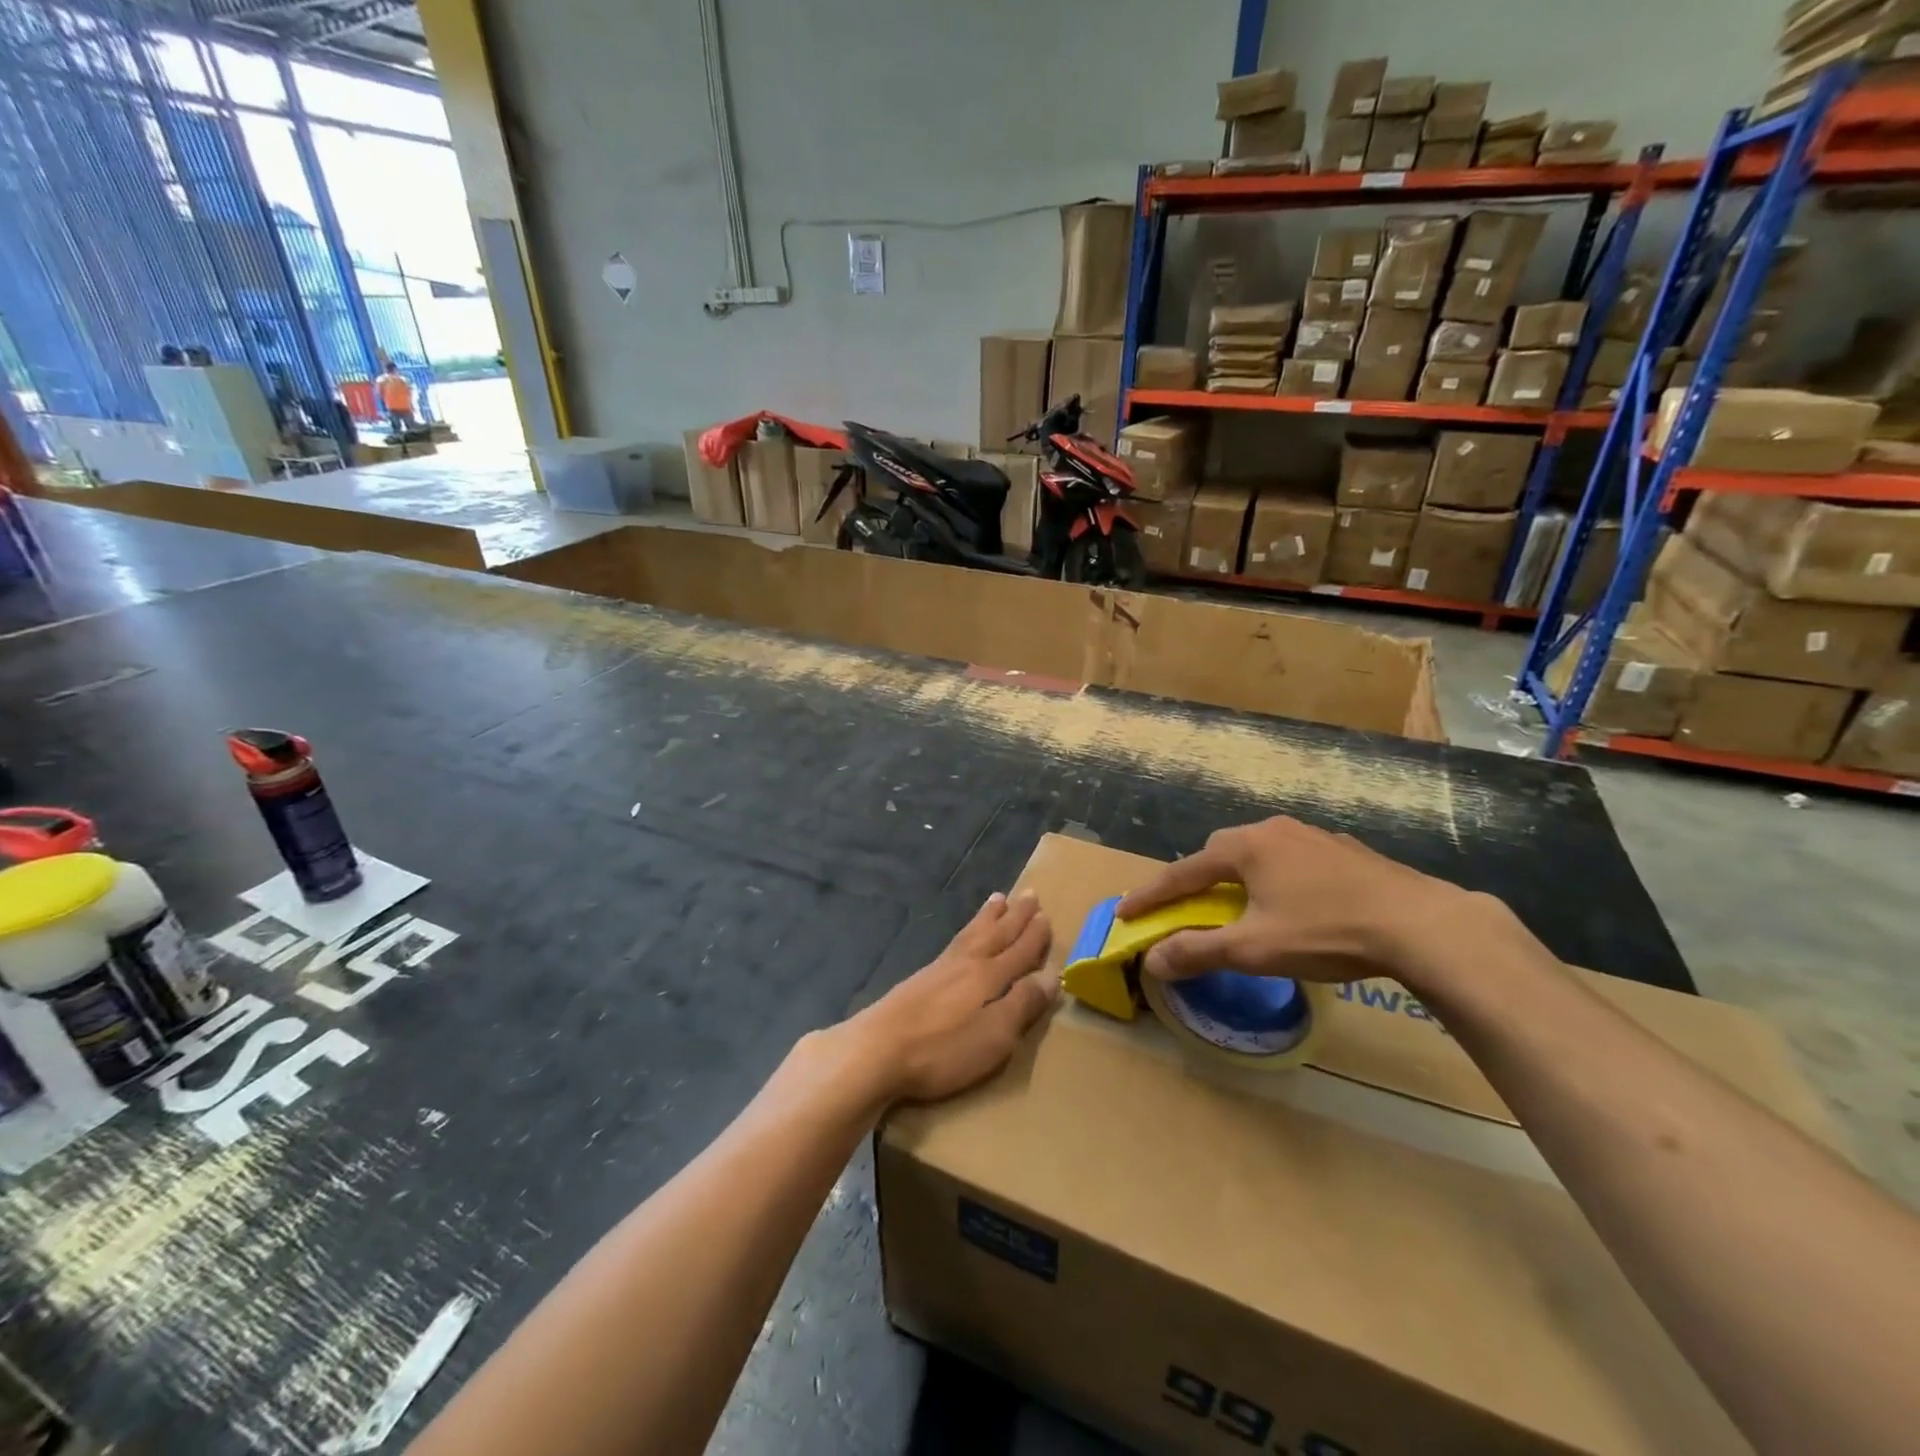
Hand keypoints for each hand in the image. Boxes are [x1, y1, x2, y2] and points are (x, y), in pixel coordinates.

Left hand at [841, 890, 1056, 1105]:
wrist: (878, 1049)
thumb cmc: (944, 1048)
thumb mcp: (995, 1035)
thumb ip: (1023, 1003)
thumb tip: (1051, 974)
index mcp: (990, 976)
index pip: (1020, 952)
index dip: (1035, 937)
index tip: (1047, 916)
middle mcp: (968, 963)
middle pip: (997, 934)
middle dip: (1016, 916)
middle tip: (1030, 894)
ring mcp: (941, 968)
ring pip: (972, 933)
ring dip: (989, 917)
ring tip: (999, 899)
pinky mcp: (921, 978)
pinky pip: (954, 941)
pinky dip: (966, 931)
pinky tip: (963, 937)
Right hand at [1116, 816, 1484, 986]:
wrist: (1423, 925)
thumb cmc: (1326, 931)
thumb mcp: (1254, 949)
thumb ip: (1198, 952)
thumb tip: (1152, 960)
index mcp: (1246, 847)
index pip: (1183, 871)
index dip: (1152, 895)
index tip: (1126, 913)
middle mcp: (1275, 830)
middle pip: (1220, 854)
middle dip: (1197, 880)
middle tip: (1188, 908)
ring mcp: (1315, 836)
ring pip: (1260, 855)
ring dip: (1240, 878)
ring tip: (1242, 907)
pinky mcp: (1347, 852)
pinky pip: (1294, 860)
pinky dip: (1278, 879)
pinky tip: (1297, 904)